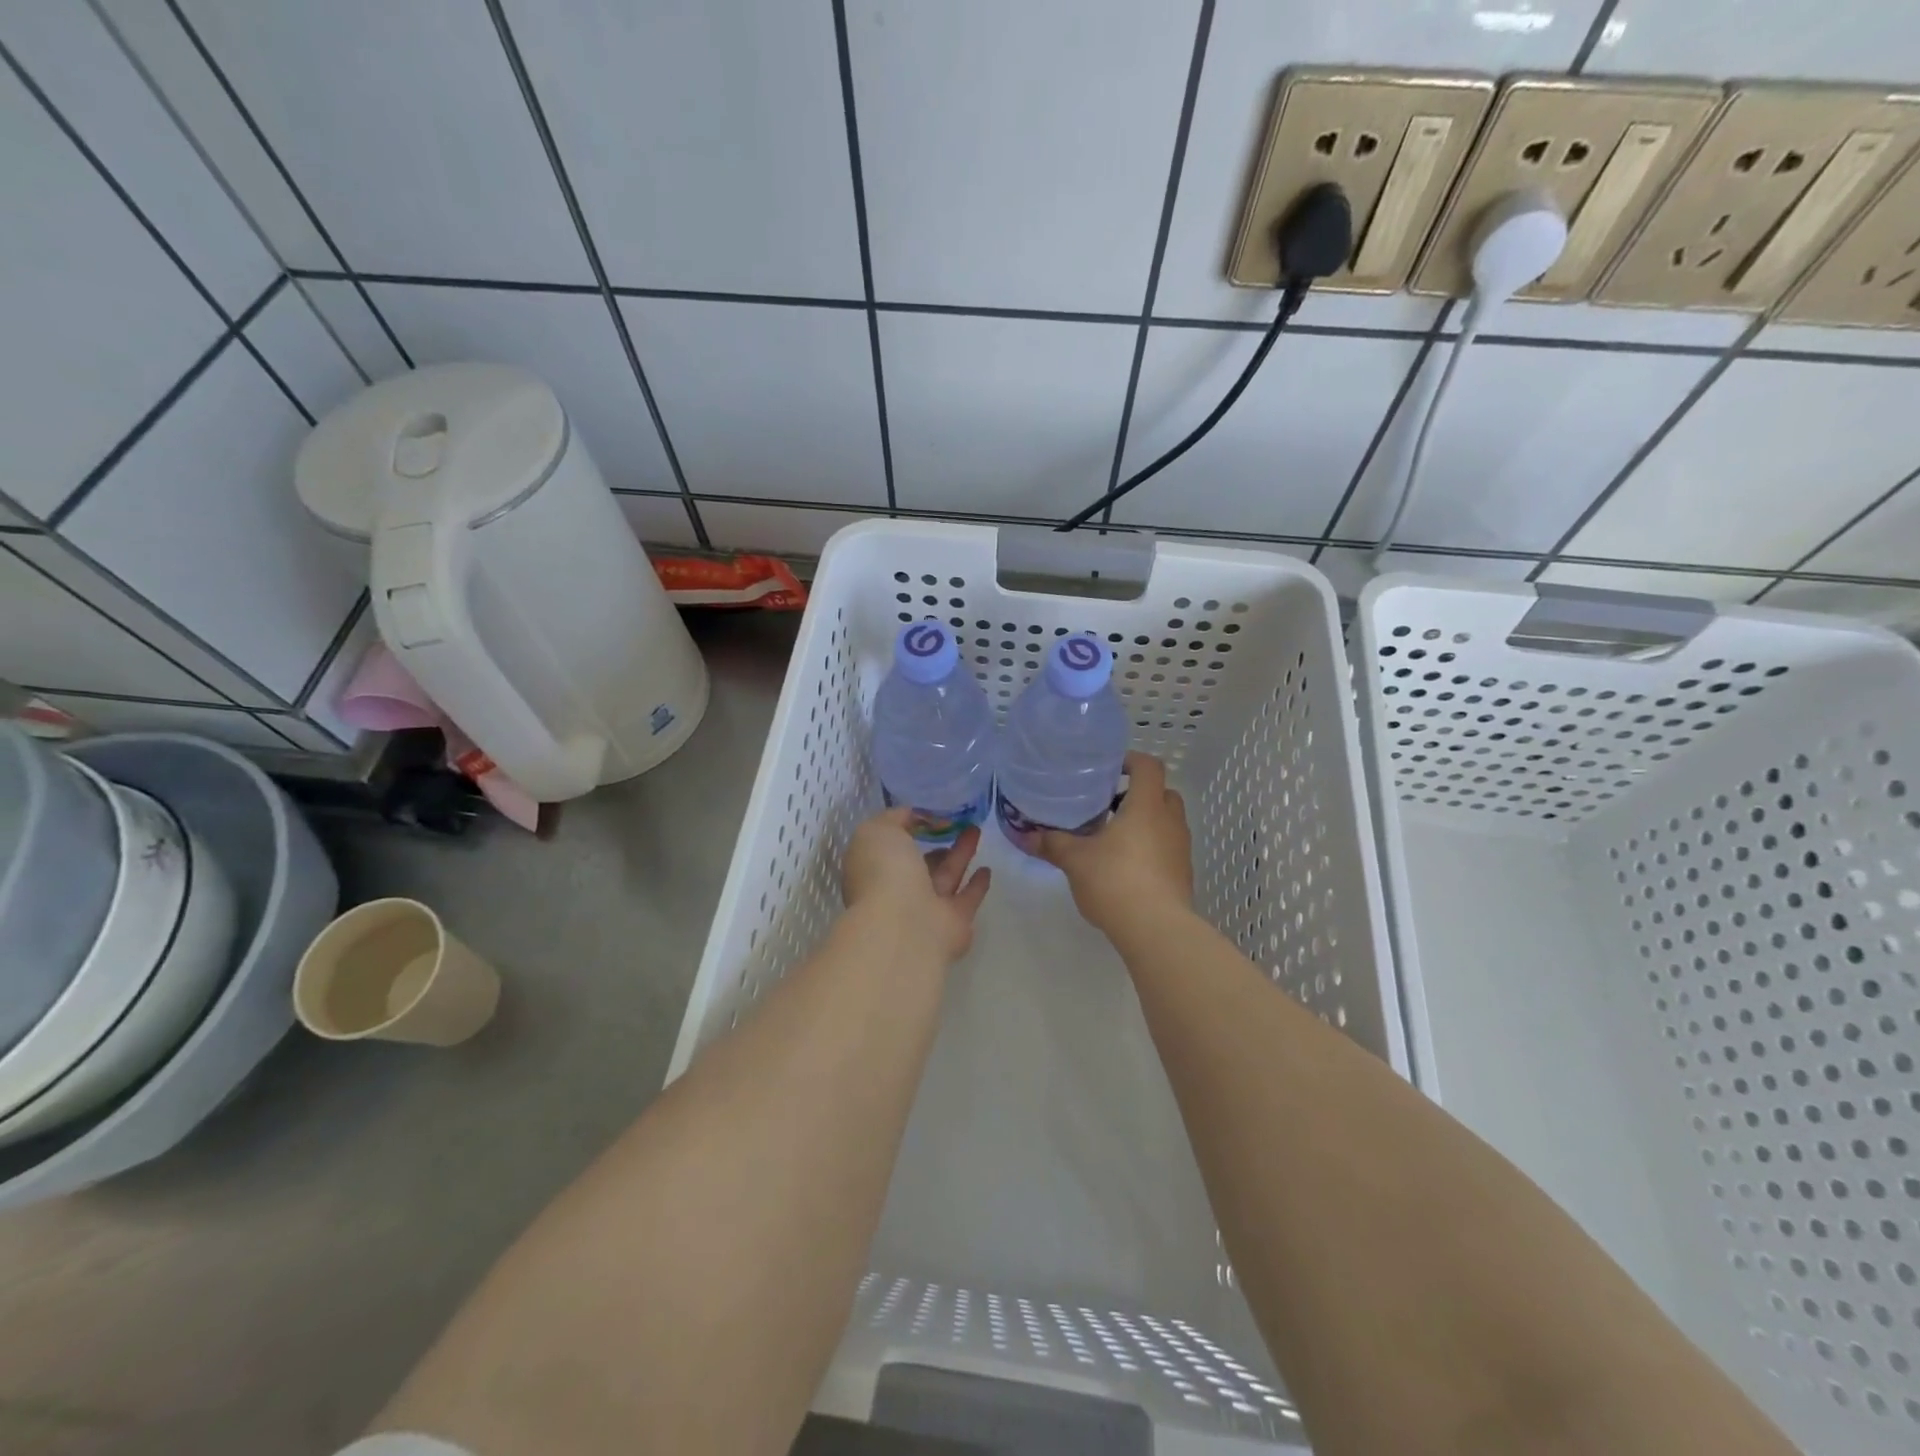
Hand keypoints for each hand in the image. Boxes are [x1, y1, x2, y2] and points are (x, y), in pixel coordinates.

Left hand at [843, 808, 991, 962]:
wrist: (905, 926)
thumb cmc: (884, 873)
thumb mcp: (878, 830)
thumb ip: (894, 818)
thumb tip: (913, 815)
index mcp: (874, 871)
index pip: (890, 847)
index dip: (905, 829)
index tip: (926, 813)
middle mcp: (897, 892)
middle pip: (920, 864)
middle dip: (935, 845)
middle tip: (955, 823)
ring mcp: (926, 910)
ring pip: (946, 876)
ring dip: (960, 854)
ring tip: (975, 830)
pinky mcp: (955, 923)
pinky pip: (967, 898)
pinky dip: (977, 885)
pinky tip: (987, 869)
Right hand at [1041, 752, 1192, 934]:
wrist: (1156, 929)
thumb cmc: (1115, 881)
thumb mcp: (1075, 860)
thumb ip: (1053, 844)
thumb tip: (1026, 835)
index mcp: (1146, 806)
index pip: (1148, 766)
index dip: (1131, 761)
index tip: (1109, 769)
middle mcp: (1170, 821)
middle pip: (1162, 792)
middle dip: (1138, 793)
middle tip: (1109, 804)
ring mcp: (1181, 848)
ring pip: (1167, 821)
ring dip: (1145, 822)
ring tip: (1113, 837)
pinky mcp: (1183, 874)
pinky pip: (1168, 847)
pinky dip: (1151, 847)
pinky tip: (1125, 866)